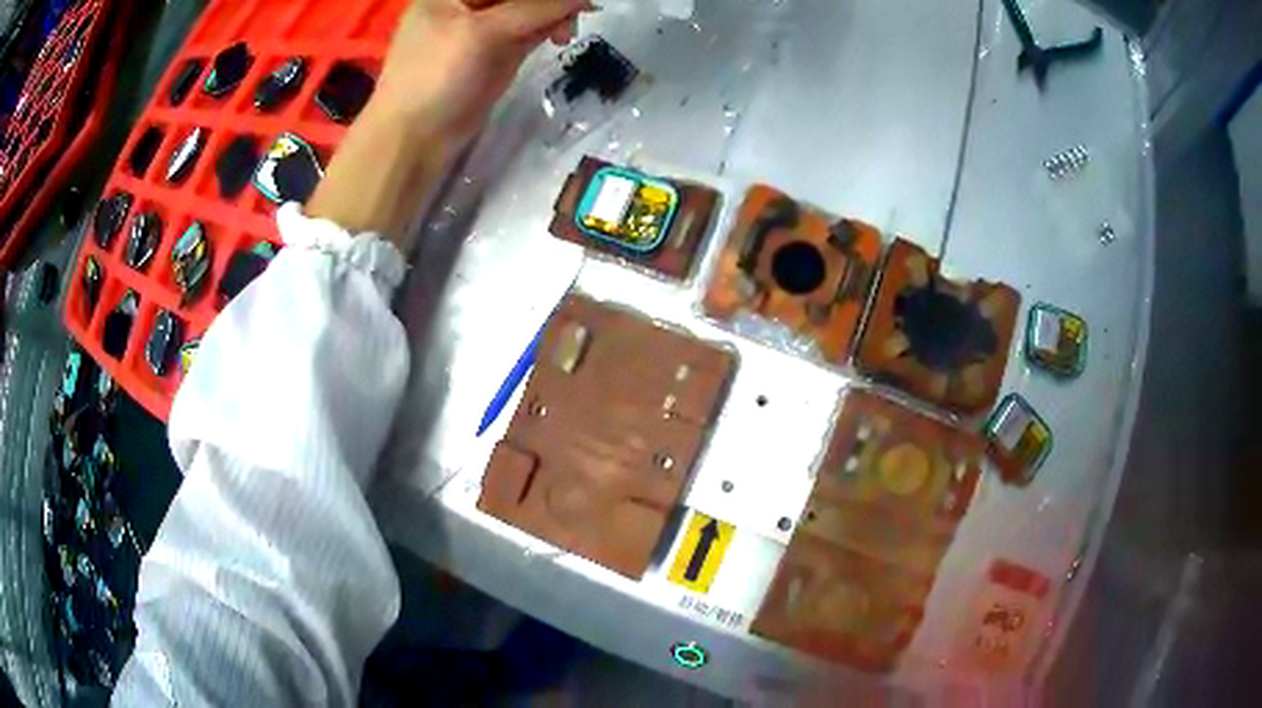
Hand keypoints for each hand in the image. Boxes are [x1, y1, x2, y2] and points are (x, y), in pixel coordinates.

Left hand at [308, 0, 590, 242]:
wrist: (415, 138)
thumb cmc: (436, 76)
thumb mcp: (483, 33)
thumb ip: (535, 9)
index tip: (572, 0)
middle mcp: (469, 2)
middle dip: (552, 1)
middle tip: (579, 11)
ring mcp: (485, 26)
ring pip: (533, 8)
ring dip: (556, 13)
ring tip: (567, 33)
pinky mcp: (499, 51)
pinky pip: (533, 28)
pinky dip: (551, 28)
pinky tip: (562, 35)